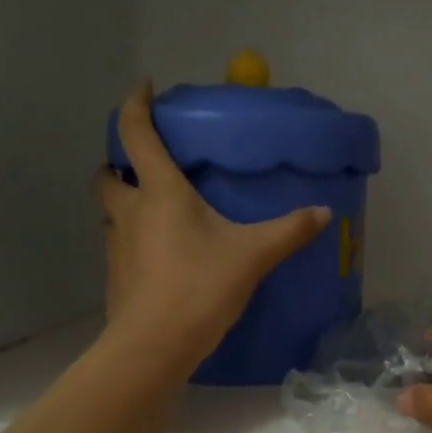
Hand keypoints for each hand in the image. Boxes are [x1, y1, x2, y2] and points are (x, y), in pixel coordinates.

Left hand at [94, 81, 329, 371]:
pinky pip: (119, 244)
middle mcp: (129, 212)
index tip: (144, 87)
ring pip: (110, 212)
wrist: (154, 345)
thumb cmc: (200, 287)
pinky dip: (133, 239)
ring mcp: (116, 246)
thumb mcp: (253, 255)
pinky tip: (161, 256)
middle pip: (107, 174)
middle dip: (120, 163)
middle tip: (146, 166)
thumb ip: (289, 231)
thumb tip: (324, 212)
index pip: (136, 134)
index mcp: (160, 193)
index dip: (135, 104)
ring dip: (125, 202)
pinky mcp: (116, 277)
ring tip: (155, 211)